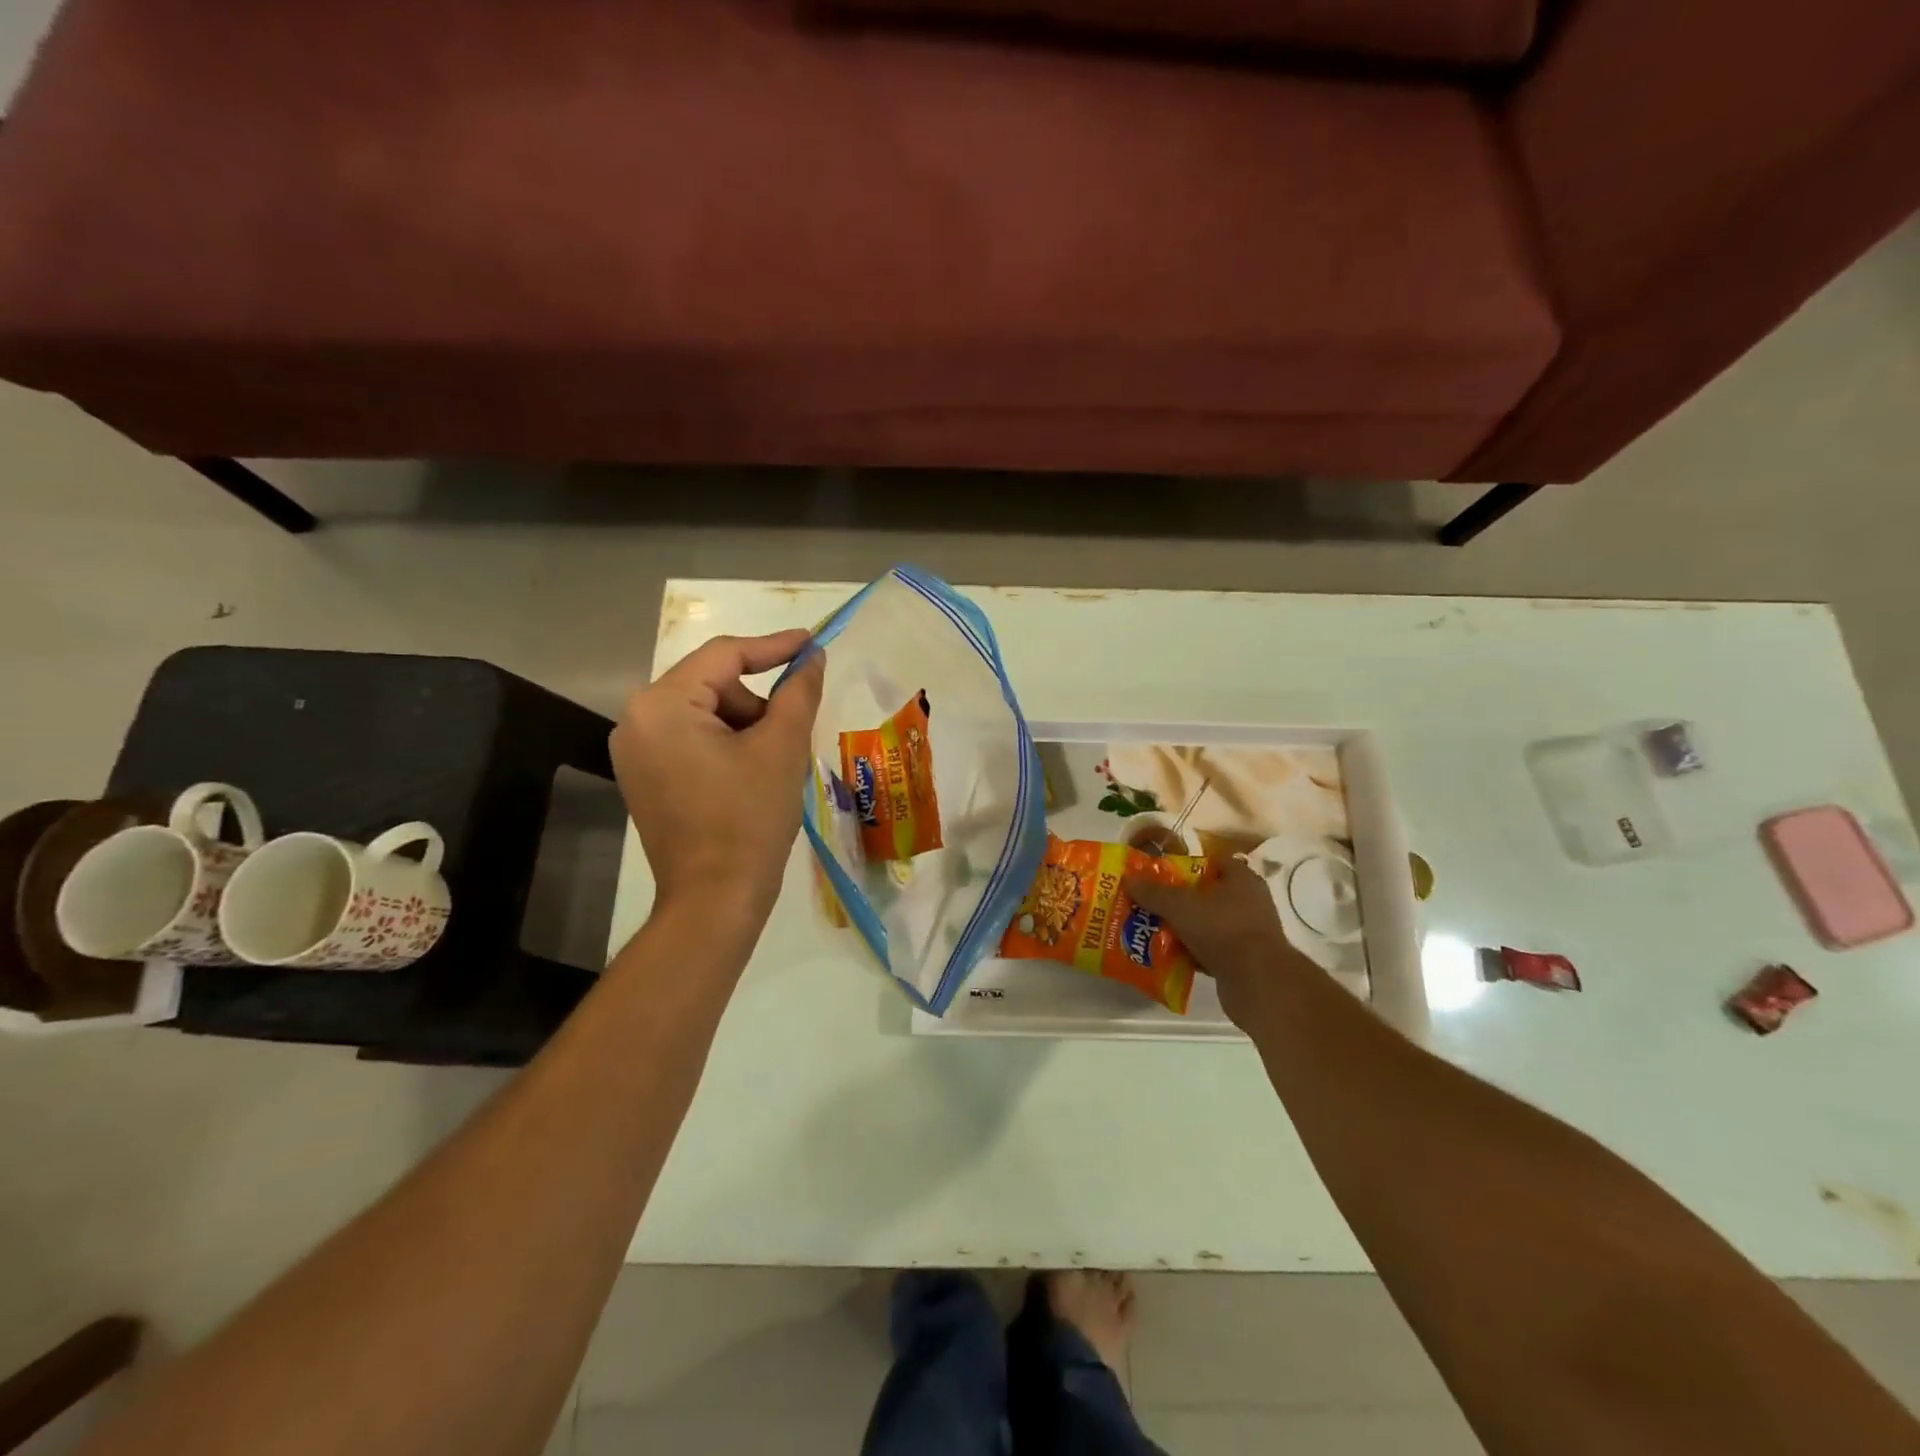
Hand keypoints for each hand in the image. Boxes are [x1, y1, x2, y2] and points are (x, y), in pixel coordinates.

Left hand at [611, 629, 825, 928]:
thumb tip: (811, 656)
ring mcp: (635, 751)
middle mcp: (636, 720)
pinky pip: (691, 739)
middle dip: (758, 703)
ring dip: (745, 726)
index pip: (724, 656)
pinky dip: (726, 745)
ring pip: (705, 713)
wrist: (715, 899)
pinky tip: (750, 776)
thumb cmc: (750, 819)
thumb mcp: (782, 747)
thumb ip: (798, 691)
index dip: (773, 646)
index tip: (812, 643)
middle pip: (712, 685)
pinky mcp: (643, 777)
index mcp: (662, 705)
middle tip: (793, 733)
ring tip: (773, 765)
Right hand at [1125, 857, 1314, 1027]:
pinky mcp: (1245, 960)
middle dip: (1180, 900)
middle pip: (1208, 894)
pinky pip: (1213, 949)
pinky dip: (1194, 952)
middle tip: (1152, 904)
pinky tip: (1171, 957)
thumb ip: (1154, 892)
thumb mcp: (1180, 905)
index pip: (1213, 863)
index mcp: (1242, 879)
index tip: (1162, 876)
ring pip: (1209, 924)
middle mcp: (1250, 902)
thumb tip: (1129, 879)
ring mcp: (1249, 932)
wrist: (1257, 982)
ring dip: (1185, 928)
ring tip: (1155, 930)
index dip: (1187, 866)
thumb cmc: (1222, 929)